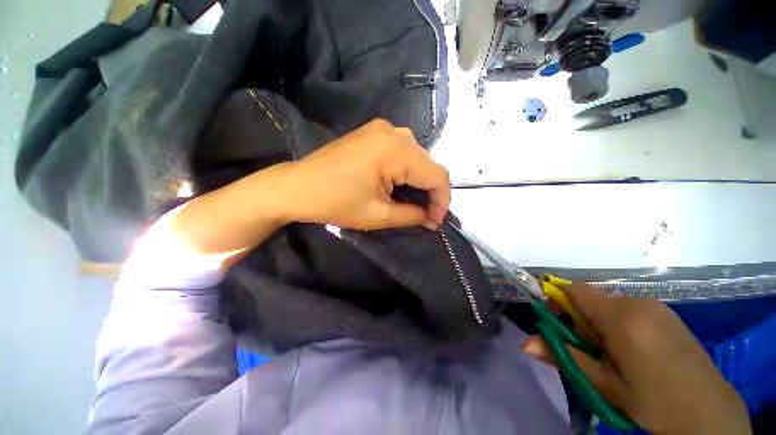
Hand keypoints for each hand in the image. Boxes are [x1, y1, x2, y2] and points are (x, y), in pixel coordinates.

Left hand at [282, 119, 450, 229]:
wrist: (298, 186)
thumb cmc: (336, 202)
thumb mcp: (378, 215)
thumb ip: (412, 216)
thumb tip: (432, 219)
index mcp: (396, 150)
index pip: (437, 175)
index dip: (442, 201)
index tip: (436, 221)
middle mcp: (395, 132)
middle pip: (429, 165)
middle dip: (431, 192)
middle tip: (425, 215)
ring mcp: (383, 129)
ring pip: (418, 158)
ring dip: (419, 181)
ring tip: (411, 202)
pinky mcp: (374, 133)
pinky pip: (403, 151)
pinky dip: (407, 170)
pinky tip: (399, 185)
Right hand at [522, 284, 750, 434]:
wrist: (708, 414)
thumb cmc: (653, 402)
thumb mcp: (604, 384)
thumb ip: (563, 357)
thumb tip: (523, 345)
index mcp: (623, 318)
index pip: (575, 290)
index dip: (559, 301)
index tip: (557, 324)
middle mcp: (639, 303)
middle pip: (592, 299)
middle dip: (581, 319)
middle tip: (590, 350)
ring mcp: (656, 306)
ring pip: (610, 304)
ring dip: (600, 323)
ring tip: (614, 354)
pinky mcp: (667, 313)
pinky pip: (629, 308)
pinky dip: (619, 324)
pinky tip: (633, 350)